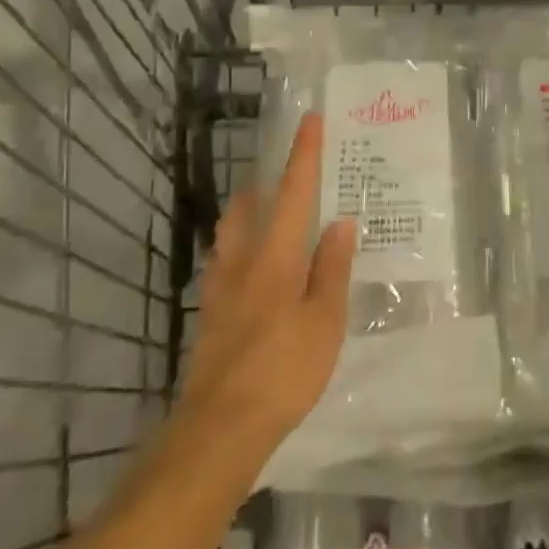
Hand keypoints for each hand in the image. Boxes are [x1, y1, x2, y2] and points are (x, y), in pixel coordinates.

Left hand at [177, 114, 357, 447]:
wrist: (221, 428)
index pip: (292, 193)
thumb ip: (332, 269)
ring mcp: (220, 290)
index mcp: (276, 257)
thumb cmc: (284, 371)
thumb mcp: (325, 321)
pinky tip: (248, 269)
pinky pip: (223, 265)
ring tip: (261, 211)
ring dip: (244, 213)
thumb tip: (340, 222)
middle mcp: (243, 262)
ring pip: (229, 235)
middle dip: (262, 182)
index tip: (309, 120)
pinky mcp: (209, 317)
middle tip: (280, 171)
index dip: (302, 155)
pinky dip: (237, 250)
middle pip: (247, 207)